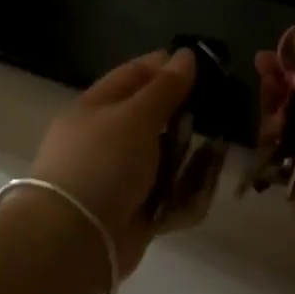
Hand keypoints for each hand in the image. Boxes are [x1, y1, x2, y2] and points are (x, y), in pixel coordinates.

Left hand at [26, 48, 197, 272]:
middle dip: (186, 117)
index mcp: (96, 108)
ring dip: (190, 159)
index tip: (205, 65)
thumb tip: (185, 55)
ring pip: (164, 159)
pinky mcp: (133, 212)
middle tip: (220, 112)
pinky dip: (185, 196)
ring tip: (217, 154)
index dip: (167, 67)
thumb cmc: (102, 163)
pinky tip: (203, 191)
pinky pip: (167, 197)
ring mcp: (119, 178)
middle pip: (153, 119)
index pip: (134, 76)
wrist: (73, 238)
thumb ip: (164, 88)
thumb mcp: (135, 117)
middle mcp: (106, 139)